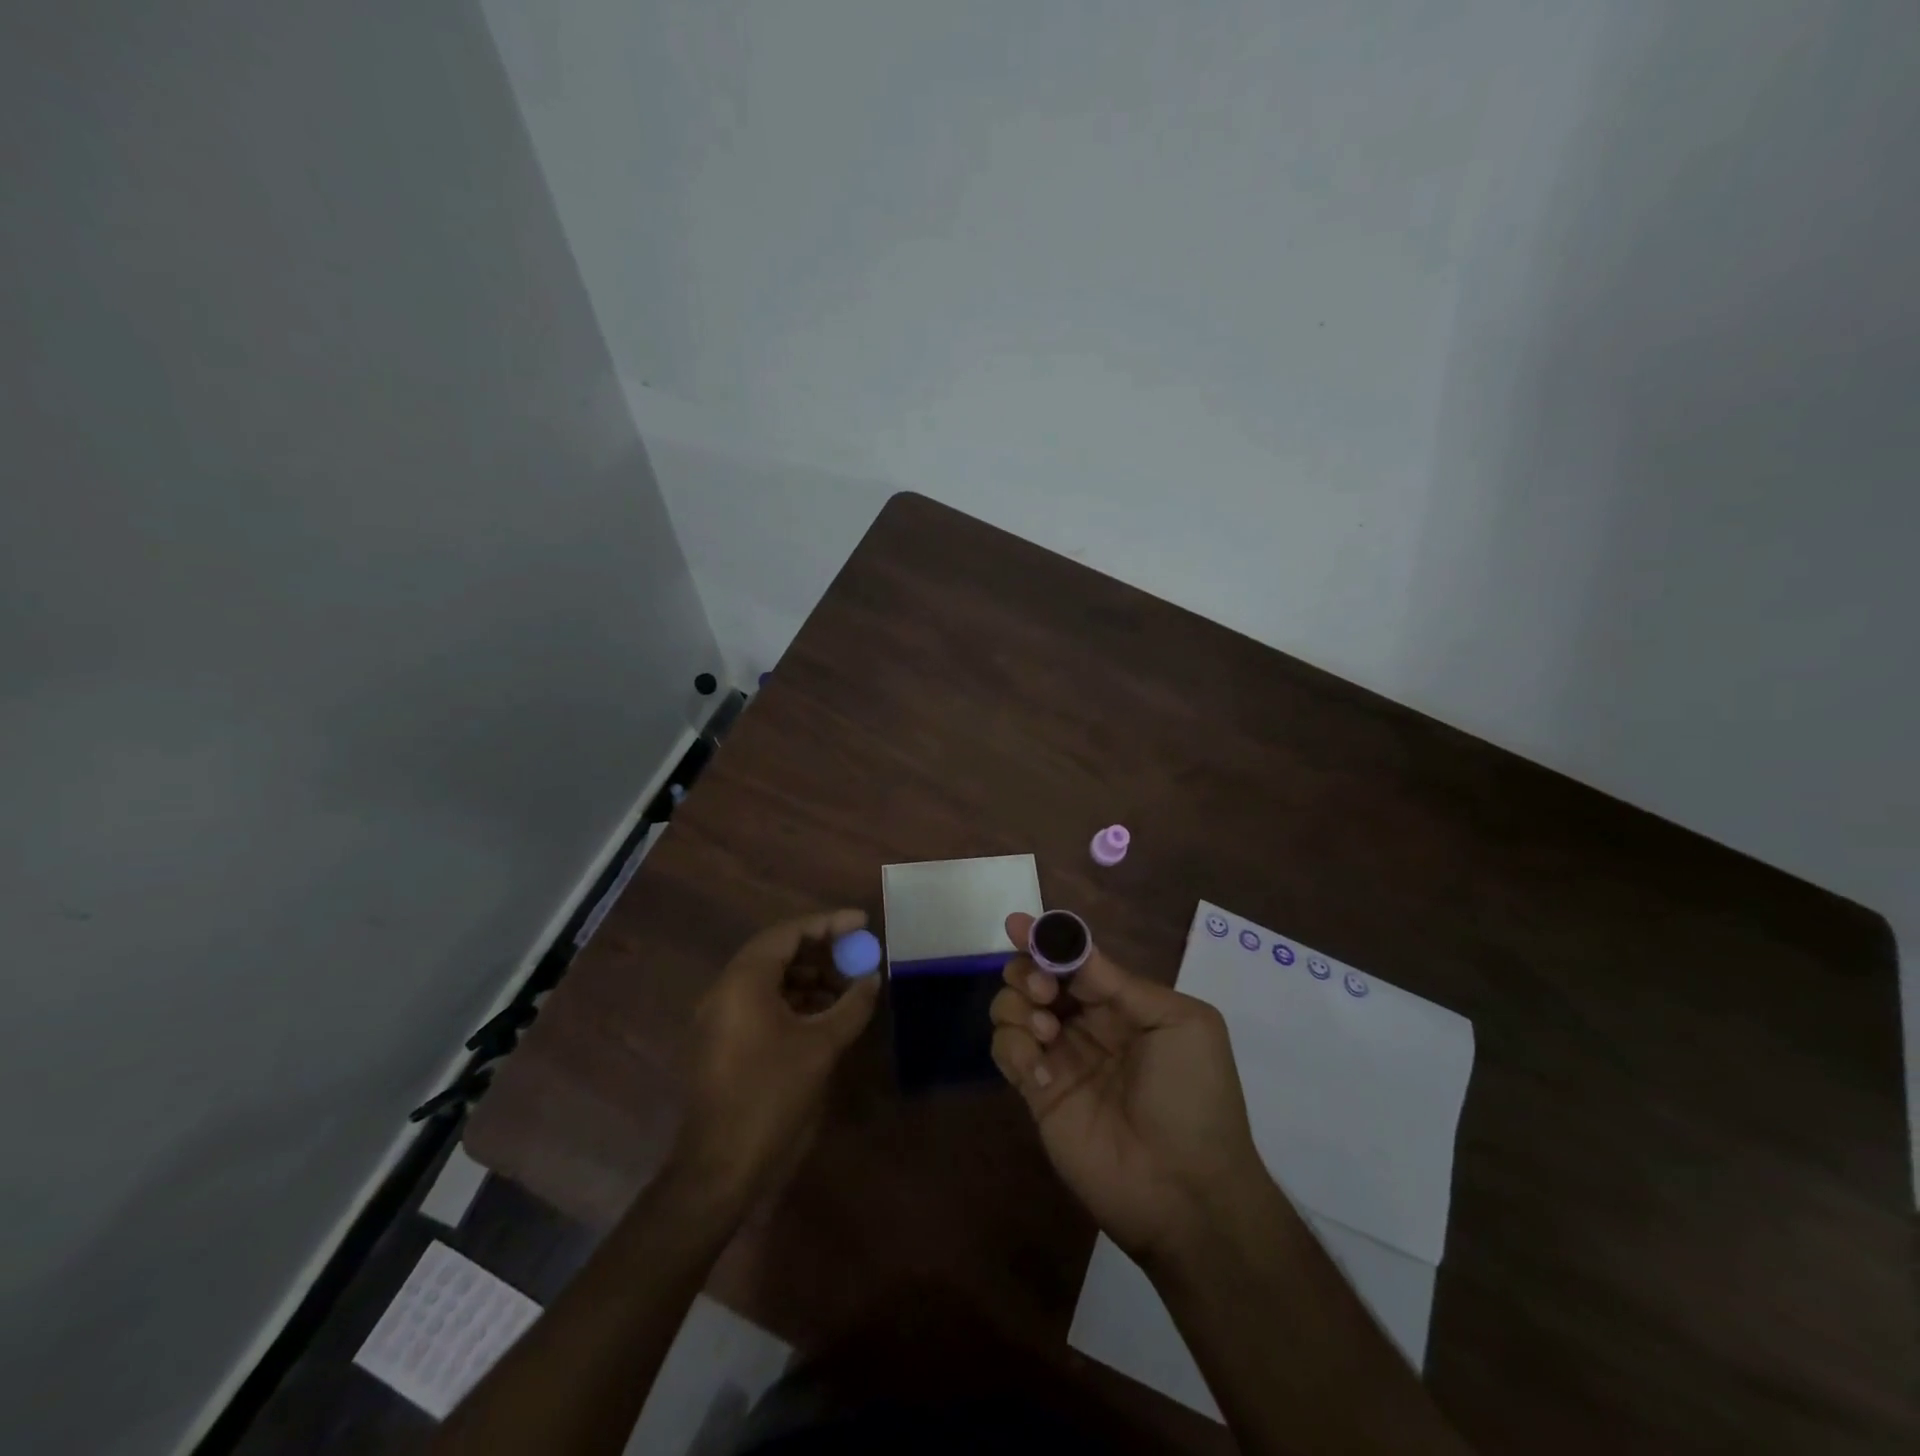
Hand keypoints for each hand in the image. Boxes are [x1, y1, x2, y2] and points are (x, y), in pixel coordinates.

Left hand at [677, 909, 880, 1203]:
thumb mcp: (821, 1047)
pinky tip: (823, 1015)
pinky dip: (794, 1000)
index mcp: (744, 981)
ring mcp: (720, 1016)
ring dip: (810, 977)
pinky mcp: (723, 1040)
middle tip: (857, 954)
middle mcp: (726, 989)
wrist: (720, 1167)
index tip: (862, 923)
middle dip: (821, 950)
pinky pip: (761, 1002)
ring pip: (770, 978)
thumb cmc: (771, 1096)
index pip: (789, 932)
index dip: (829, 924)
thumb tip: (872, 979)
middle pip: (778, 951)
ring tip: (847, 987)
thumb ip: (851, 1006)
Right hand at [989, 912, 1268, 1262]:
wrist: (1187, 1191)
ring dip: (1018, 1006)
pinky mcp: (1038, 1094)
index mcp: (1123, 1004)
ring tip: (1045, 1032)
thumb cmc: (1195, 1097)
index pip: (1077, 960)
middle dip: (1029, 970)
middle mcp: (1087, 1025)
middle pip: (1037, 976)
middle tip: (1043, 991)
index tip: (1017, 925)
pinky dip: (1013, 1048)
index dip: (1048, 940)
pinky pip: (1006, 1052)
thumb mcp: (1181, 1024)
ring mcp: (1060, 1058)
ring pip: (1013, 1008)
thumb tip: (1074, 949)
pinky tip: (1041, 1072)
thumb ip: (1122, 984)